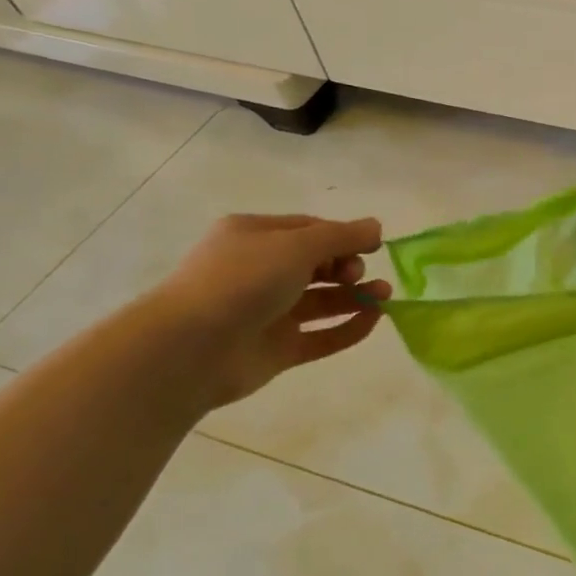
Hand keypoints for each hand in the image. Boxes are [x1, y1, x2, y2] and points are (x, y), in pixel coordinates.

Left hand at [148, 214, 392, 407]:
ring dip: (356, 296)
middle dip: (349, 266)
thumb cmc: (243, 281)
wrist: (191, 348)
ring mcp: (268, 313)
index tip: (374, 246)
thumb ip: (341, 236)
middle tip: (360, 275)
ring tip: (385, 296)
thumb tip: (376, 227)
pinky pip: (320, 336)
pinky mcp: (277, 349)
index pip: (309, 230)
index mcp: (254, 238)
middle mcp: (260, 272)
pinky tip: (374, 320)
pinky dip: (348, 328)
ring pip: (321, 301)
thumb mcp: (296, 246)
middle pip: (317, 265)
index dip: (344, 236)